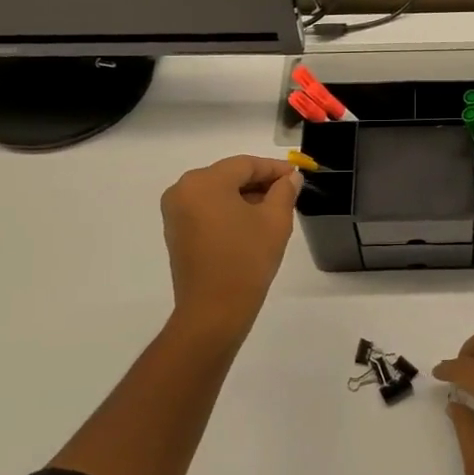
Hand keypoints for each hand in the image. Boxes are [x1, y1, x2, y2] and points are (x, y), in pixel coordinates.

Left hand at [160, 155, 301, 343]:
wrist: (214, 310)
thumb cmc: (246, 260)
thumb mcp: (275, 221)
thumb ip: (284, 191)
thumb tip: (291, 178)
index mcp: (204, 182)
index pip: (245, 164)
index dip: (274, 168)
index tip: (298, 175)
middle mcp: (183, 190)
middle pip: (229, 176)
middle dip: (260, 182)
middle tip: (289, 192)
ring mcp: (175, 212)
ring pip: (218, 192)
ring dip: (245, 197)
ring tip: (274, 209)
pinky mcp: (176, 231)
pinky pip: (207, 209)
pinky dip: (229, 210)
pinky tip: (251, 223)